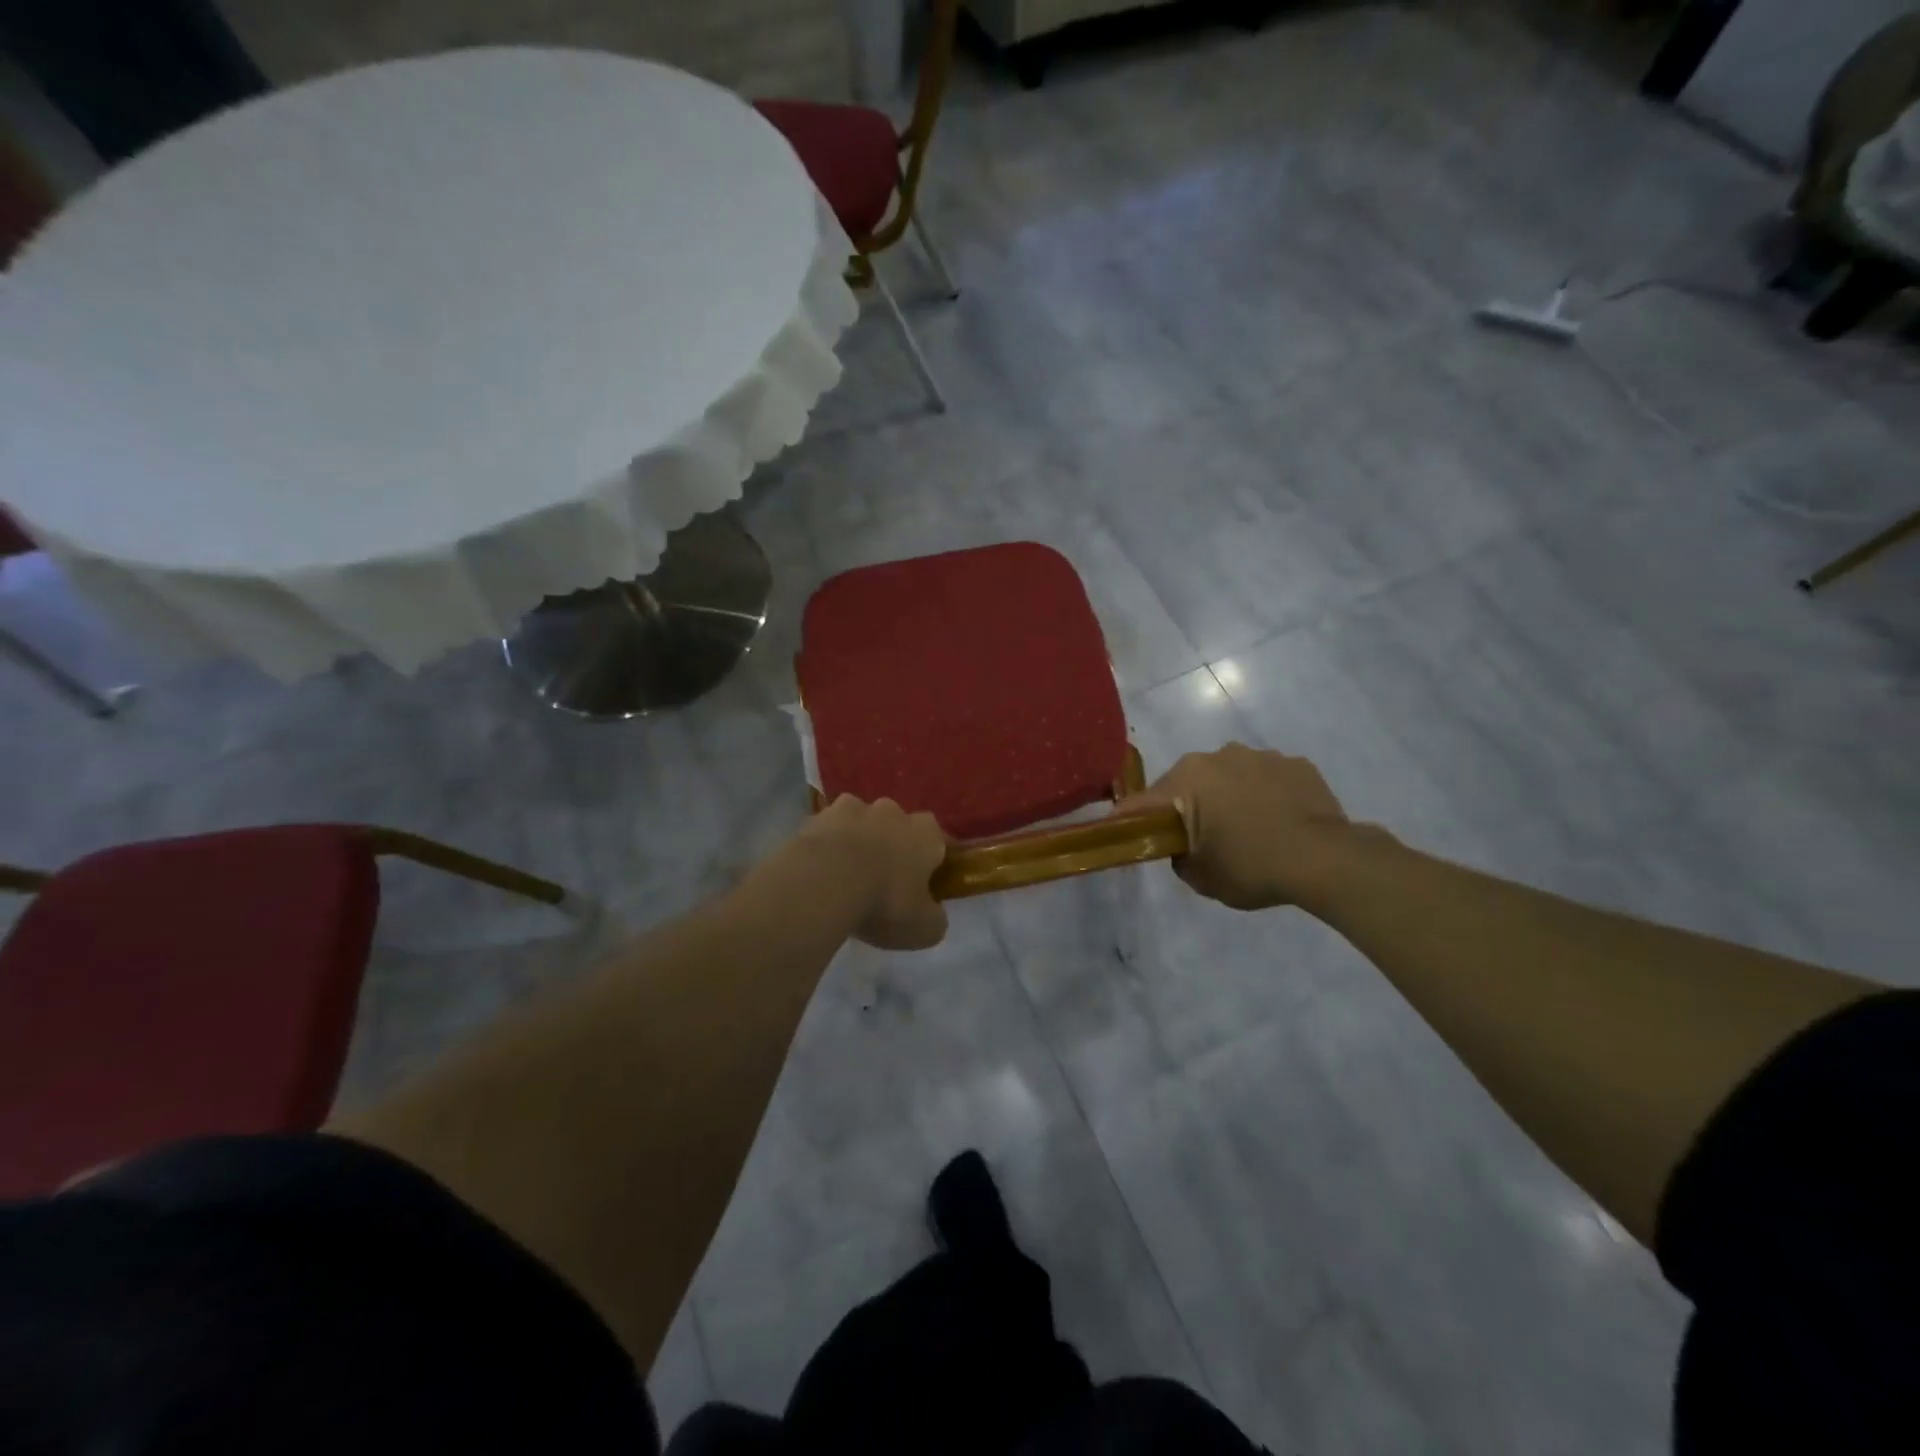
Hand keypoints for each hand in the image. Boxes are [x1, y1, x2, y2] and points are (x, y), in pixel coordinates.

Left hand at [795, 795, 949, 949]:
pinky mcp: (816, 816)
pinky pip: (827, 831)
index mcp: (926, 833)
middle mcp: (893, 811)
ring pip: (860, 822)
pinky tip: (818, 870)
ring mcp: (852, 808)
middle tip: (882, 879)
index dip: (932, 861)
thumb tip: (932, 913)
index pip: (938, 841)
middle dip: (892, 846)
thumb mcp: (924, 928)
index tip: (924, 883)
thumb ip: (934, 918)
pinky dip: (825, 845)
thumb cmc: (884, 902)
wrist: (824, 883)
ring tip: (845, 874)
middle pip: (897, 826)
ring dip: (857, 841)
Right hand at [1118, 743, 1351, 910]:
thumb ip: (1180, 858)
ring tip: (1248, 830)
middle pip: (1188, 783)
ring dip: (1229, 797)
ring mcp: (1261, 756)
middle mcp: (1218, 756)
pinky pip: (1268, 779)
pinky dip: (1266, 796)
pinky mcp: (1296, 763)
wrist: (1325, 859)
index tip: (1120, 830)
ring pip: (1230, 776)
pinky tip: (1279, 822)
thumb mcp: (1201, 877)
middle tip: (1200, 839)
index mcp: (1187, 780)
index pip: (1144, 802)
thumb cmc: (1251, 867)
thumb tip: (1184, 848)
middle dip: (1188, 806)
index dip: (1129, 819)